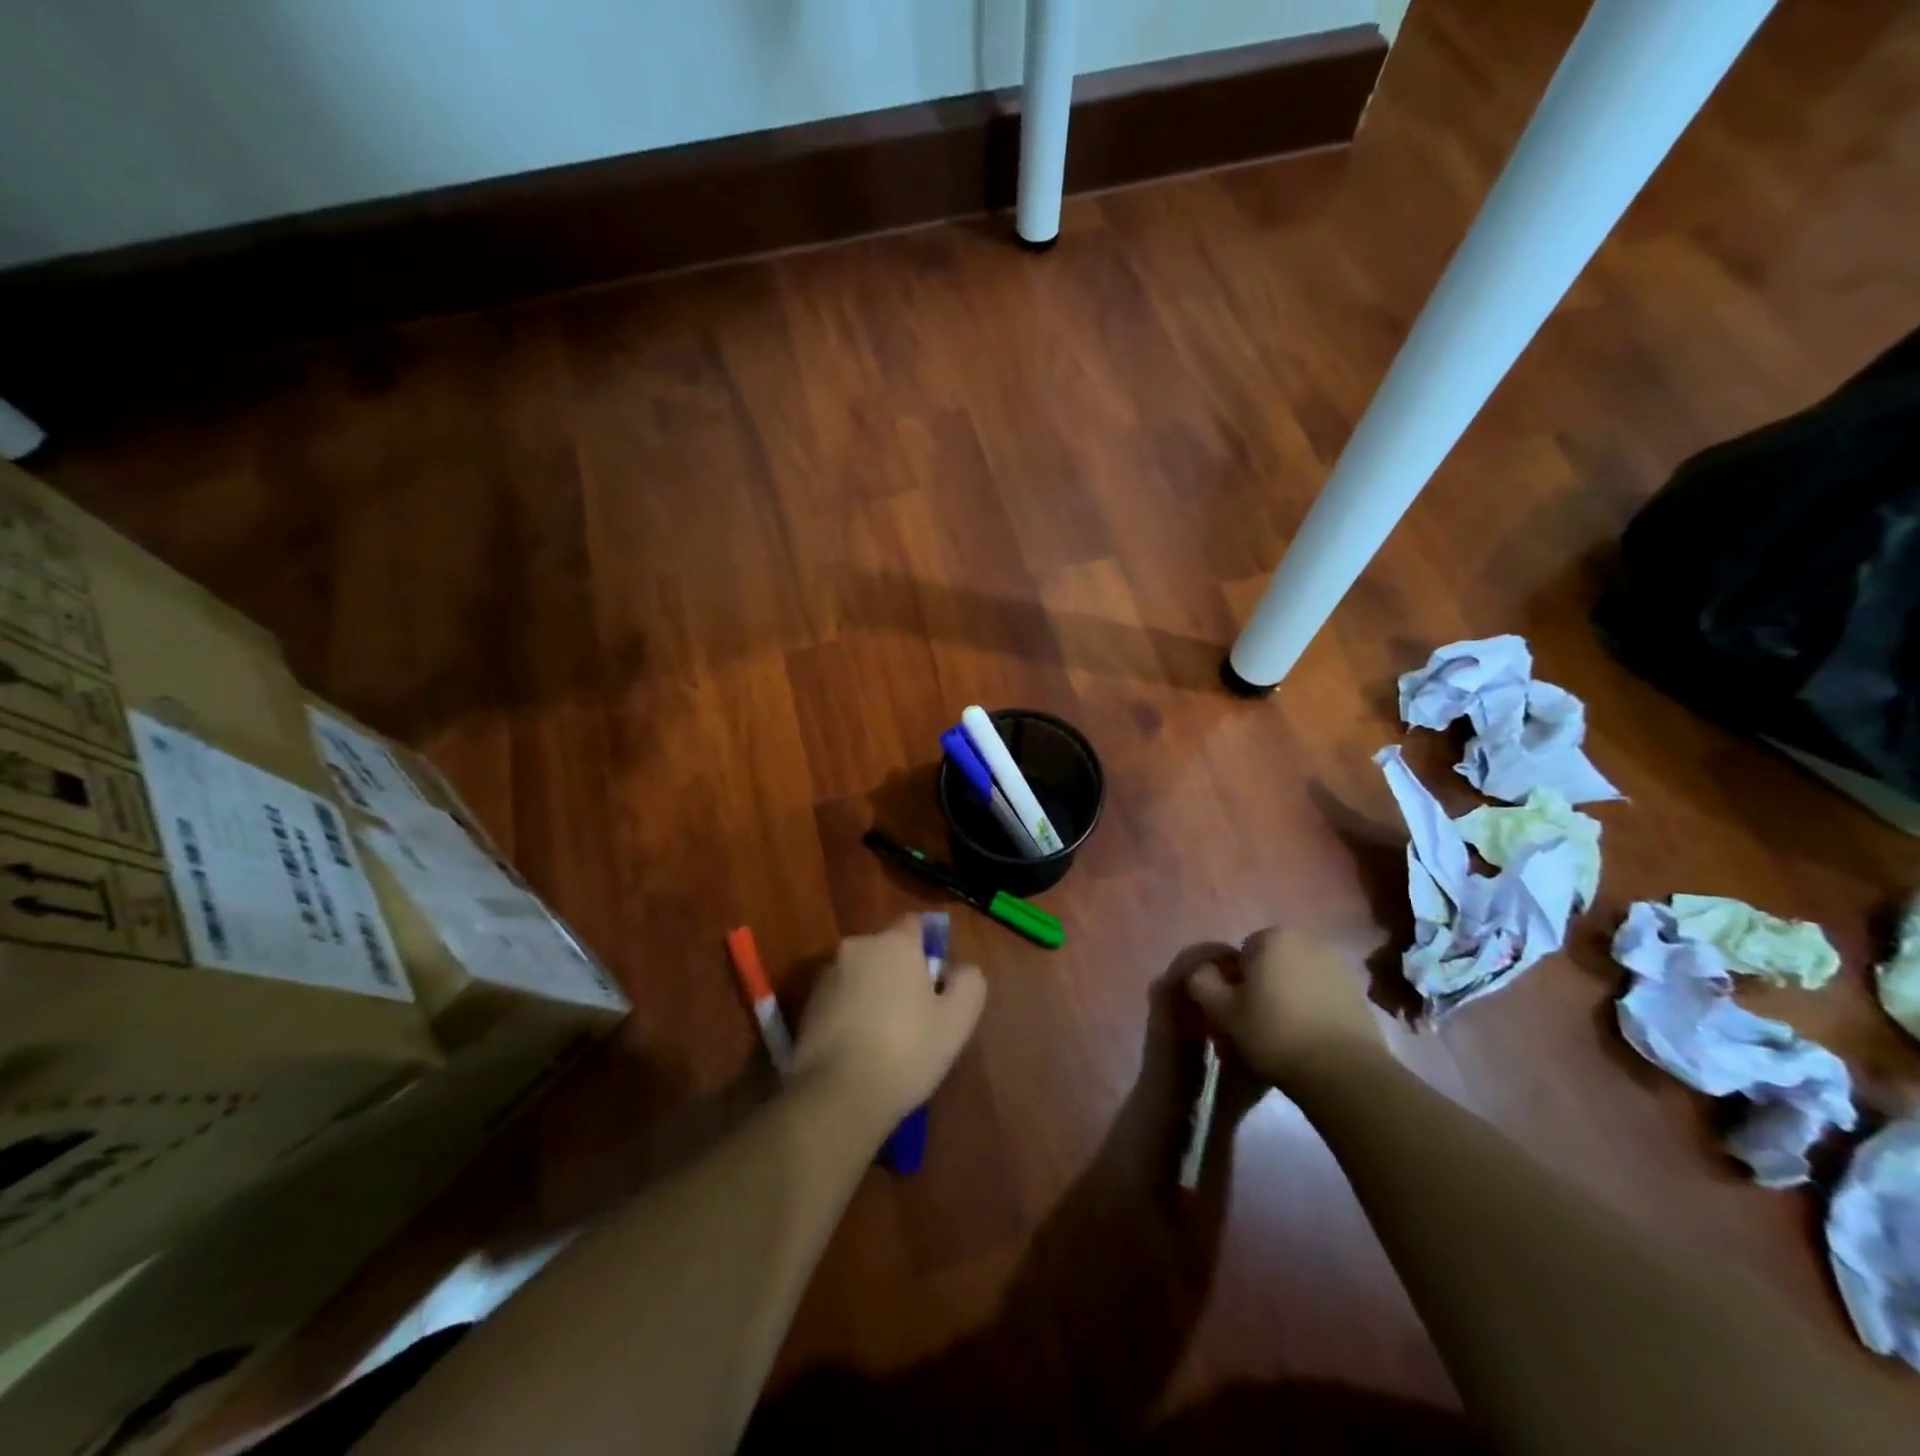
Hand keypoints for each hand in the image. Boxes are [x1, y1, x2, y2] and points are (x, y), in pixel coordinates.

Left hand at [793, 916, 986, 1128]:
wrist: (838, 1094)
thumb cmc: (906, 1050)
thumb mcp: (957, 1021)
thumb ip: (968, 983)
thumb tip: (960, 969)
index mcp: (894, 943)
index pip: (916, 924)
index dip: (930, 946)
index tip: (938, 978)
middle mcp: (857, 947)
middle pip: (886, 949)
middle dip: (900, 970)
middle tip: (916, 1011)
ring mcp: (827, 975)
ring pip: (861, 972)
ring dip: (873, 990)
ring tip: (886, 1034)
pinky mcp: (807, 1005)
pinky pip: (840, 996)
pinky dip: (851, 1010)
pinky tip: (860, 1045)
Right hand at [1188, 927, 1384, 1089]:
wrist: (1344, 1072)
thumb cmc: (1274, 1033)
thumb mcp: (1223, 1012)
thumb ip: (1202, 983)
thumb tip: (1200, 972)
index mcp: (1273, 936)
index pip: (1242, 954)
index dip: (1236, 983)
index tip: (1238, 1012)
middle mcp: (1308, 940)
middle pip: (1272, 962)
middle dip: (1264, 986)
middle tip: (1258, 1023)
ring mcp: (1338, 965)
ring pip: (1298, 978)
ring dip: (1289, 996)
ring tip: (1286, 1034)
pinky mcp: (1359, 992)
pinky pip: (1322, 994)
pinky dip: (1314, 1009)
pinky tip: (1311, 1038)